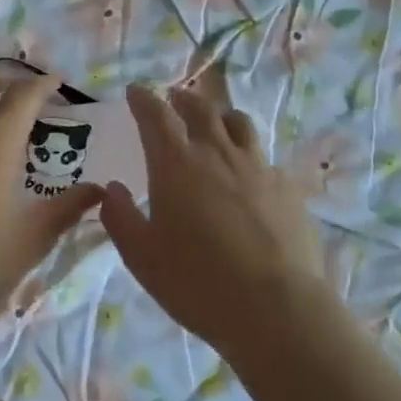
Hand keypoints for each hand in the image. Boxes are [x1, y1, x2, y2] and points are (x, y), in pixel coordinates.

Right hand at [100, 84, 333, 361]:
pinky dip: (249, 155)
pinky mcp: (288, 188)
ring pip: (239, 124)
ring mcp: (259, 167)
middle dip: (182, 99)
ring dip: (220, 116)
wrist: (276, 309)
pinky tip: (249, 175)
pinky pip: (264, 158)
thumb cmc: (197, 283)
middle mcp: (218, 154)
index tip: (135, 91)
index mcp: (177, 165)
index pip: (156, 116)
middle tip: (174, 99)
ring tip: (215, 123)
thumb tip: (112, 189)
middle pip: (200, 109)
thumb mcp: (142, 257)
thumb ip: (121, 217)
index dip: (143, 99)